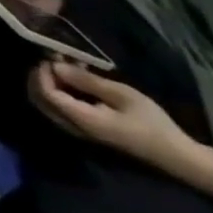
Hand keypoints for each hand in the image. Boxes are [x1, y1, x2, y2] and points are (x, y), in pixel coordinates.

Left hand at [29, 61, 200, 173]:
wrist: (173, 154)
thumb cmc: (152, 122)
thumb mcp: (122, 95)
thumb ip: (86, 81)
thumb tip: (56, 66)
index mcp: (79, 118)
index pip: (45, 93)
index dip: (42, 73)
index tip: (51, 57)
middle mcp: (70, 125)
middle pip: (38, 98)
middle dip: (40, 76)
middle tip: (54, 59)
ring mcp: (75, 129)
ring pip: (46, 103)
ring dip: (50, 83)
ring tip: (67, 66)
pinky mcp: (83, 129)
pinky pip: (59, 108)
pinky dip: (60, 92)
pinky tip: (75, 80)